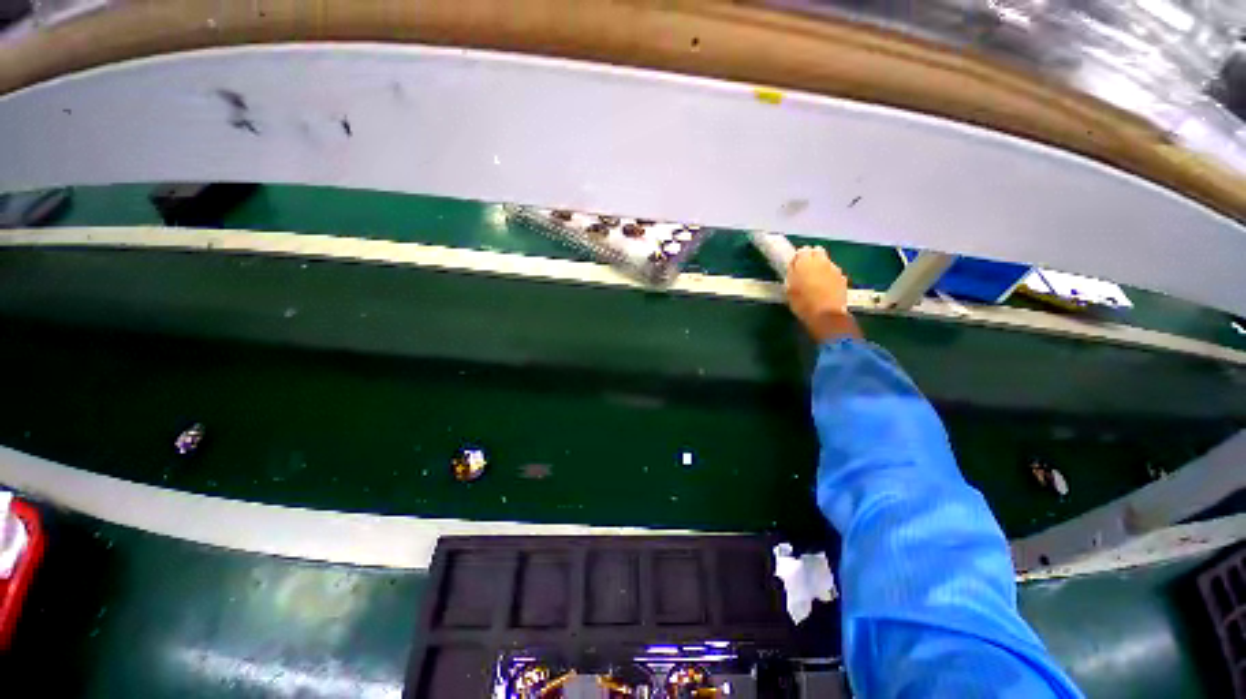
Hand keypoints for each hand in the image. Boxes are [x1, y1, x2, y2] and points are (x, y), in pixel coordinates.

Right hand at [786, 246, 859, 341]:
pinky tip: (825, 288)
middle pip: (817, 252)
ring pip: (827, 262)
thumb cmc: (802, 303)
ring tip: (815, 281)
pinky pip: (834, 273)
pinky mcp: (843, 278)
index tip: (794, 267)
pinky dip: (829, 277)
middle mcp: (822, 261)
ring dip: (821, 267)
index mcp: (805, 261)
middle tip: (805, 271)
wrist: (826, 315)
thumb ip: (792, 274)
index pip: (802, 251)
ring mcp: (835, 269)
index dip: (798, 258)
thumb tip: (794, 266)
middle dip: (812, 258)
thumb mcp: (789, 289)